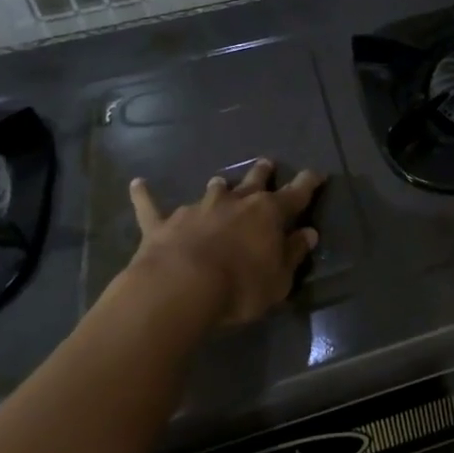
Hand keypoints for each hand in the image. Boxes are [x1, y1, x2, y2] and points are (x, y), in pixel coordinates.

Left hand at [125, 161, 323, 327]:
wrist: (180, 288)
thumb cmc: (240, 287)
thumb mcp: (279, 280)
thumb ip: (293, 254)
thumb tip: (309, 234)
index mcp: (269, 214)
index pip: (296, 194)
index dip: (308, 183)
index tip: (316, 174)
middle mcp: (236, 202)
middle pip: (253, 181)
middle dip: (262, 173)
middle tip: (266, 163)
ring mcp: (198, 209)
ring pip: (212, 190)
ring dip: (218, 187)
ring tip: (219, 182)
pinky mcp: (163, 224)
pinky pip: (151, 206)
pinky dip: (144, 195)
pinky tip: (137, 184)